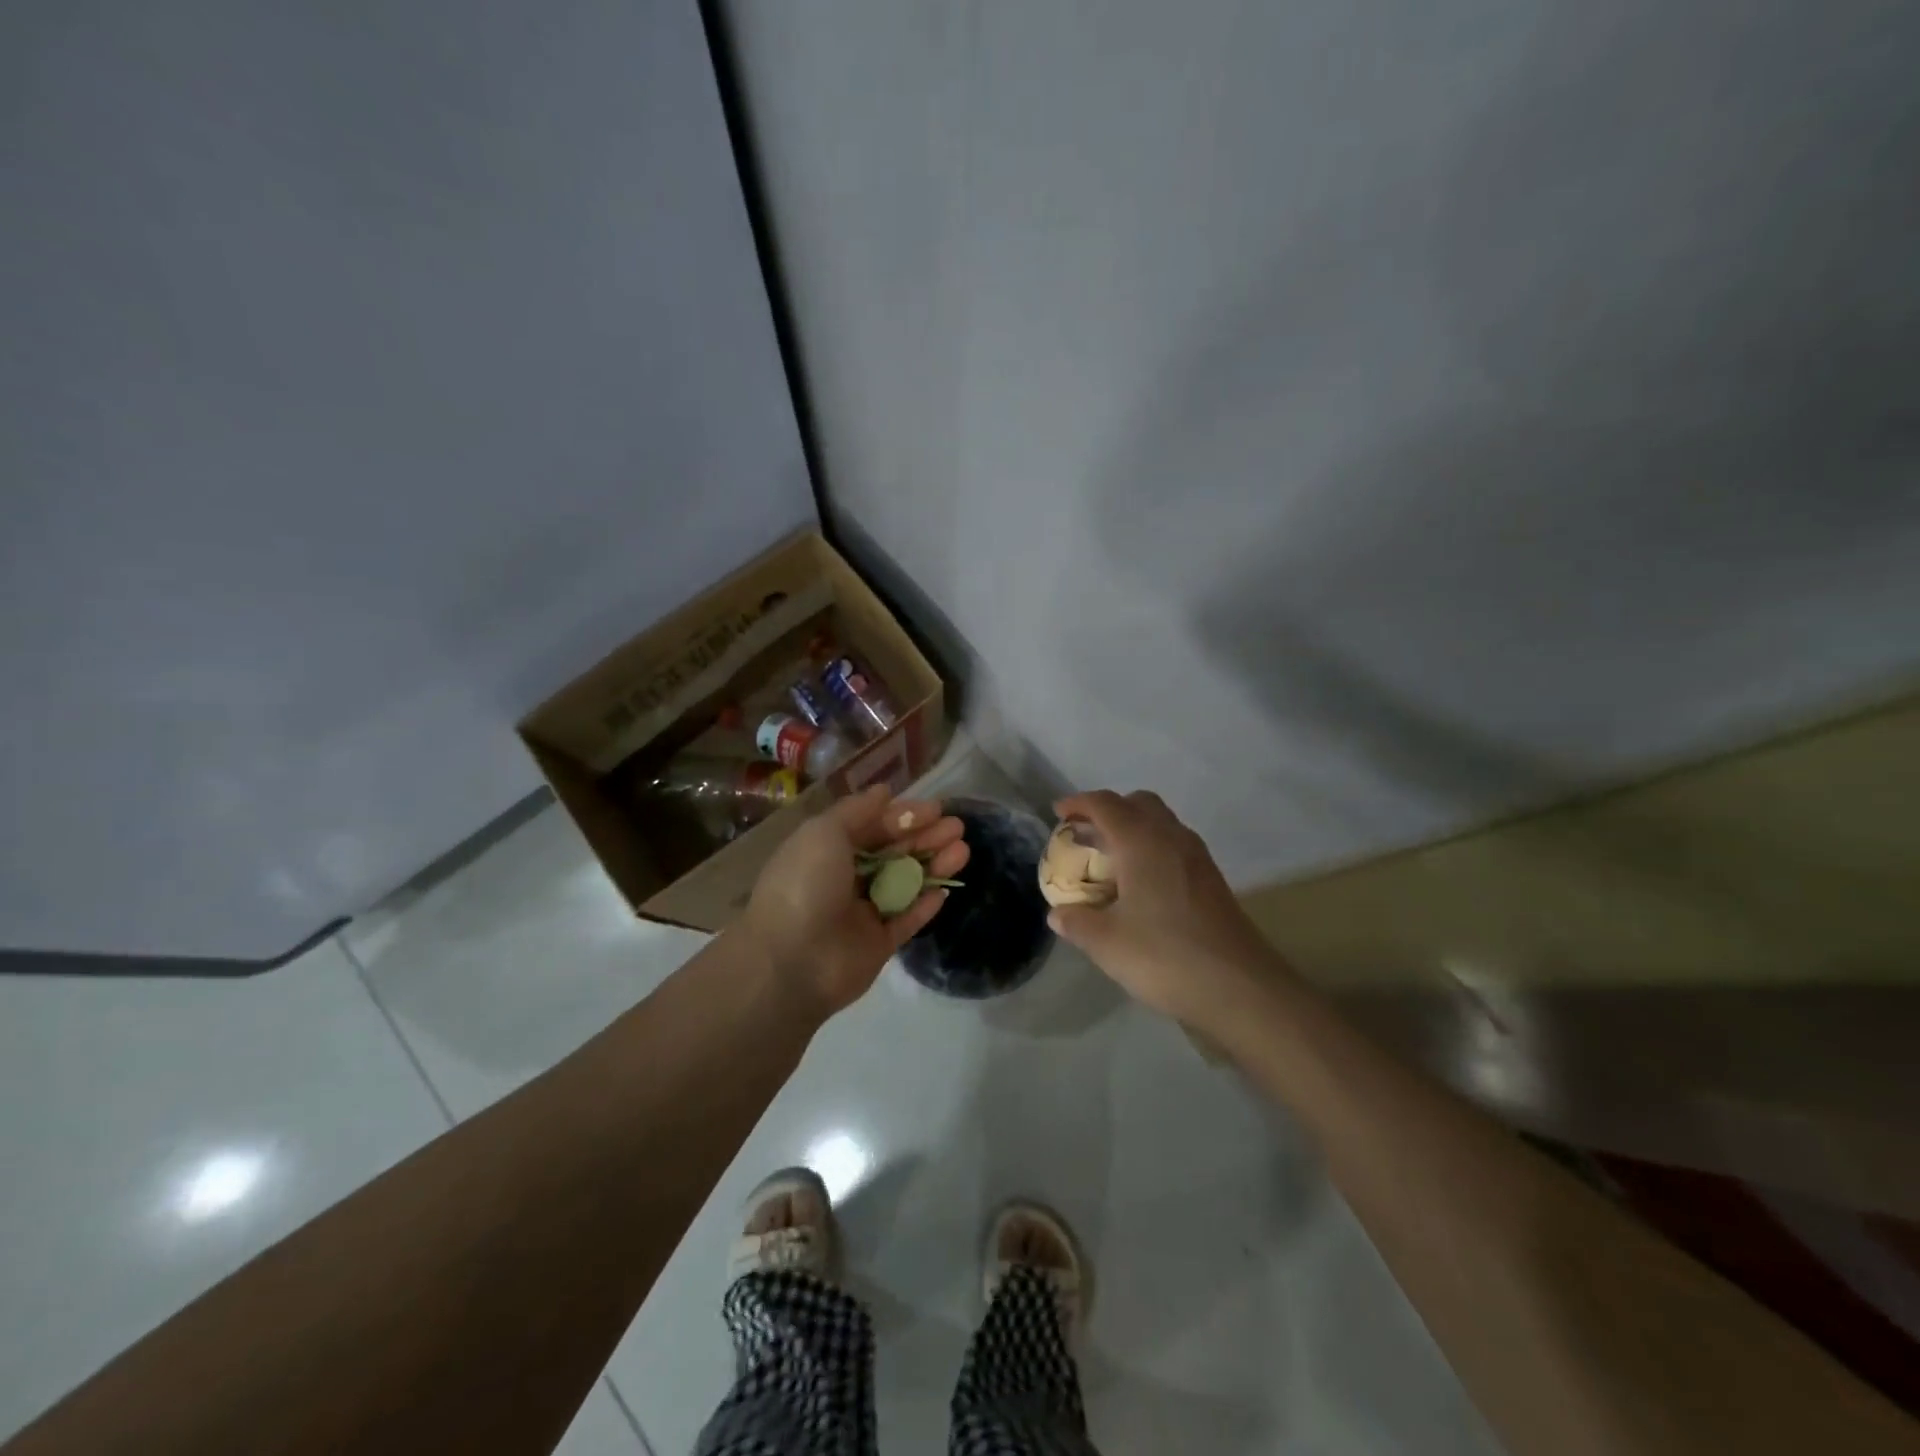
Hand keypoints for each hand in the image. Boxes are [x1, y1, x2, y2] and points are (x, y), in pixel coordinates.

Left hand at [742, 785, 968, 1015]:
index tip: (936, 808)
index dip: (904, 816)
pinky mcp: (877, 946)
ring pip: (904, 884)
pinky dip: (925, 905)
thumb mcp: (824, 832)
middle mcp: (844, 880)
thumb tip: (884, 791)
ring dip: (932, 866)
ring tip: (962, 851)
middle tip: (958, 828)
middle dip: (925, 838)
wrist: (790, 962)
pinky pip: (906, 921)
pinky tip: (946, 890)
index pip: (872, 827)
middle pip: (893, 853)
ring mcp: (862, 914)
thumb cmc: (805, 885)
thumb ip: (857, 811)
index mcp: (827, 851)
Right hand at [1046, 790, 1276, 1024]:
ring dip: (1133, 829)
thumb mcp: (1107, 943)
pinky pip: (1174, 846)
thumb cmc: (1165, 956)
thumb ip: (1077, 923)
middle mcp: (1171, 838)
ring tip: (1110, 860)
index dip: (1078, 803)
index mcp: (1141, 842)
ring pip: (1160, 823)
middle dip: (1109, 811)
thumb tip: (1058, 914)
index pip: (1105, 804)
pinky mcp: (1211, 879)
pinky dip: (1151, 849)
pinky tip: (1140, 886)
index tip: (1058, 813)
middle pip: (1138, 803)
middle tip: (1086, 834)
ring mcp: (1197, 858)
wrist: (1241, 988)